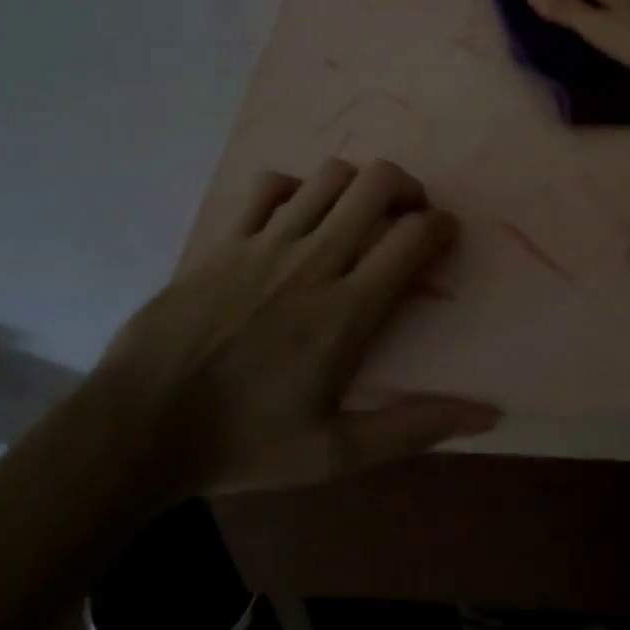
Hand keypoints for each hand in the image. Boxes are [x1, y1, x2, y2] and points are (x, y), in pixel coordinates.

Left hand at [102, 158, 497, 491]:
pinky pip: (269, 186)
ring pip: (329, 176)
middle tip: (409, 216)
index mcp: (346, 310)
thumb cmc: (244, 444)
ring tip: (360, 215)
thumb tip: (488, 415)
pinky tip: (297, 218)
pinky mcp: (226, 240)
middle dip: (408, 187)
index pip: (412, 237)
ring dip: (358, 186)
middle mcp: (312, 261)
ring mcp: (264, 243)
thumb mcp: (335, 453)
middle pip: (376, 183)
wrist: (141, 425)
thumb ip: (413, 428)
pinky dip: (295, 189)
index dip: (442, 226)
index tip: (444, 238)